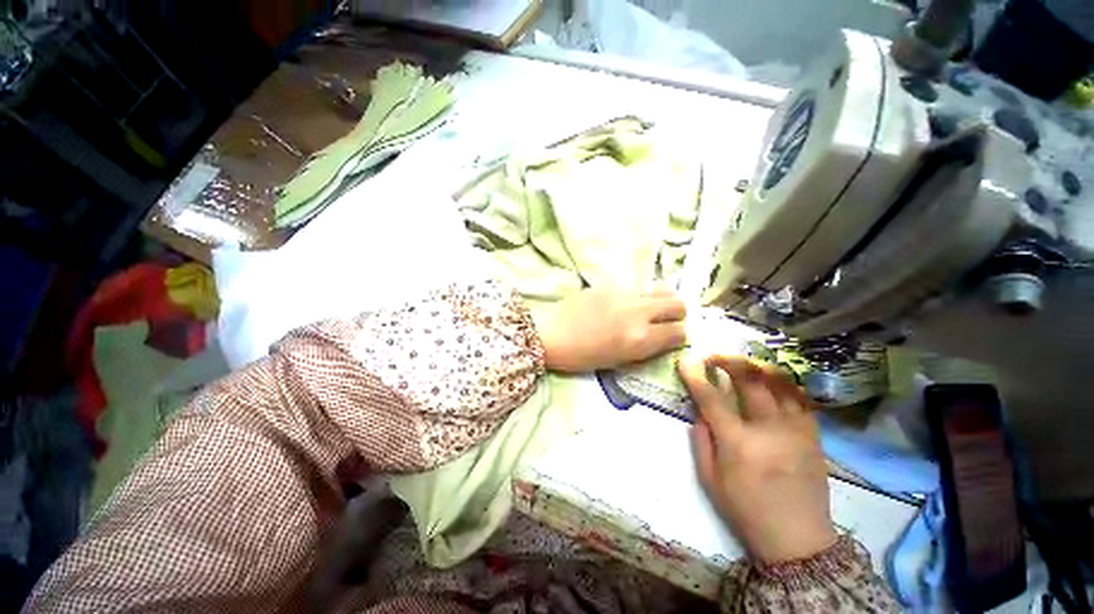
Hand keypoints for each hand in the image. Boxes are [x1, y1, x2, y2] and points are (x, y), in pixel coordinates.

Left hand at [531, 287, 686, 371]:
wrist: (551, 333)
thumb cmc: (581, 356)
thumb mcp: (618, 360)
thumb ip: (645, 346)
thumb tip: (663, 336)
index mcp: (640, 338)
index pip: (678, 332)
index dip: (679, 336)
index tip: (672, 338)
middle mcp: (638, 312)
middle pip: (677, 304)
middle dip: (677, 314)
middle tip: (666, 321)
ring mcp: (625, 294)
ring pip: (660, 290)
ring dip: (661, 301)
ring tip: (648, 310)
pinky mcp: (611, 284)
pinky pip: (636, 288)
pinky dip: (638, 296)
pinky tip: (623, 305)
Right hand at [679, 355, 836, 563]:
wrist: (798, 540)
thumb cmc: (746, 510)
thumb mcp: (710, 479)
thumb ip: (701, 440)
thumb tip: (700, 411)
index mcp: (739, 443)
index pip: (712, 399)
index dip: (695, 376)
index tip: (685, 361)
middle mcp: (769, 430)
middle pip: (749, 381)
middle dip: (728, 360)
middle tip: (714, 355)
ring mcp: (796, 430)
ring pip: (780, 383)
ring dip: (757, 366)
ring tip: (743, 362)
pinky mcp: (813, 435)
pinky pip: (800, 398)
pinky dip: (784, 383)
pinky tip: (772, 380)